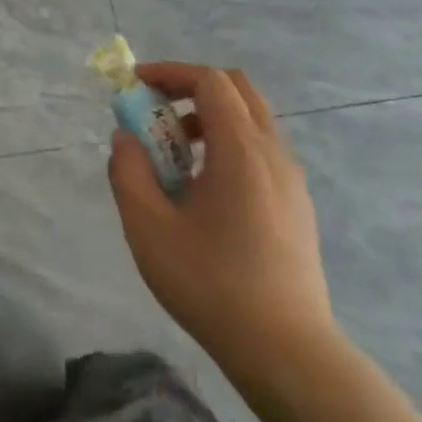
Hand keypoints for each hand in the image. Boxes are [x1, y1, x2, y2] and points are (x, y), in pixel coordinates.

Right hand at [107, 64, 336, 397]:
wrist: (283, 348)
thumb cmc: (209, 283)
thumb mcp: (147, 227)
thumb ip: (128, 172)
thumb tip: (125, 138)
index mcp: (241, 151)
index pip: (211, 82)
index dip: (170, 72)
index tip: (134, 84)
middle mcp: (274, 154)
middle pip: (238, 91)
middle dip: (191, 89)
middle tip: (155, 114)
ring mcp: (291, 181)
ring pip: (251, 123)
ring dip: (208, 120)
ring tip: (171, 158)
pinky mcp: (296, 206)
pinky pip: (260, 153)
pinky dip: (226, 146)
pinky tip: (201, 192)